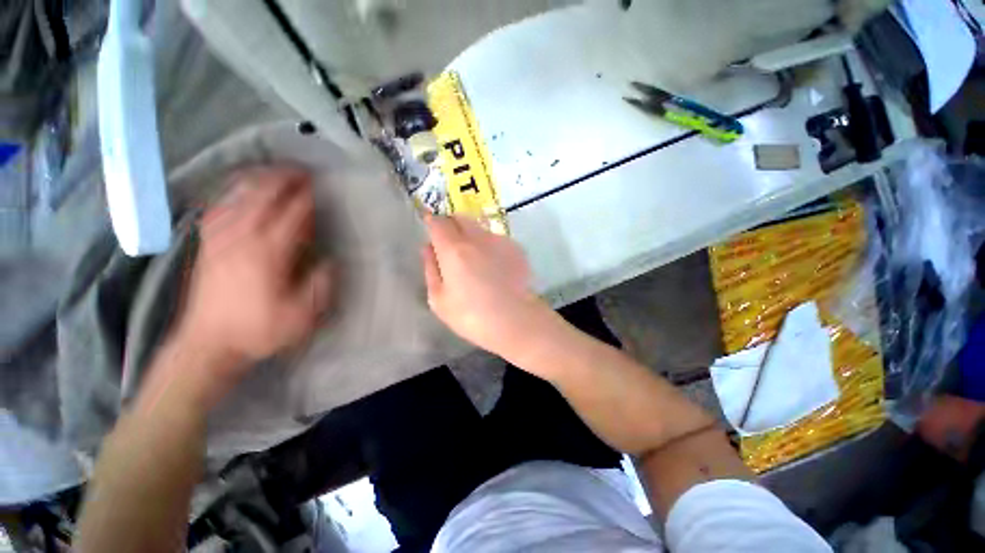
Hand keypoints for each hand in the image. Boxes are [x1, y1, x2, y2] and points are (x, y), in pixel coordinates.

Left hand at [172, 166, 332, 380]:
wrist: (207, 344)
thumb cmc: (258, 330)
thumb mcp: (300, 316)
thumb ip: (319, 286)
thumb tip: (330, 261)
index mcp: (268, 255)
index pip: (291, 216)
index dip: (306, 199)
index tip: (318, 186)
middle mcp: (242, 240)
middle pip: (262, 198)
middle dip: (282, 180)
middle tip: (299, 170)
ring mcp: (219, 240)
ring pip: (238, 199)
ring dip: (257, 181)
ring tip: (272, 170)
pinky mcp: (206, 245)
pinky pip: (217, 209)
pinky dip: (230, 194)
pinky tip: (237, 189)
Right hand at [422, 214, 554, 359]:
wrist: (516, 322)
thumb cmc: (472, 317)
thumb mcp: (439, 300)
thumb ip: (430, 269)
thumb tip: (428, 247)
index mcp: (454, 250)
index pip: (438, 223)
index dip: (432, 222)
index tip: (430, 227)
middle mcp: (477, 238)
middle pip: (460, 218)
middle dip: (451, 225)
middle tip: (451, 245)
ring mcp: (500, 241)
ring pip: (480, 228)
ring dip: (472, 236)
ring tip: (476, 261)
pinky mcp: (516, 249)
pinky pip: (497, 239)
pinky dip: (490, 246)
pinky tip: (495, 268)